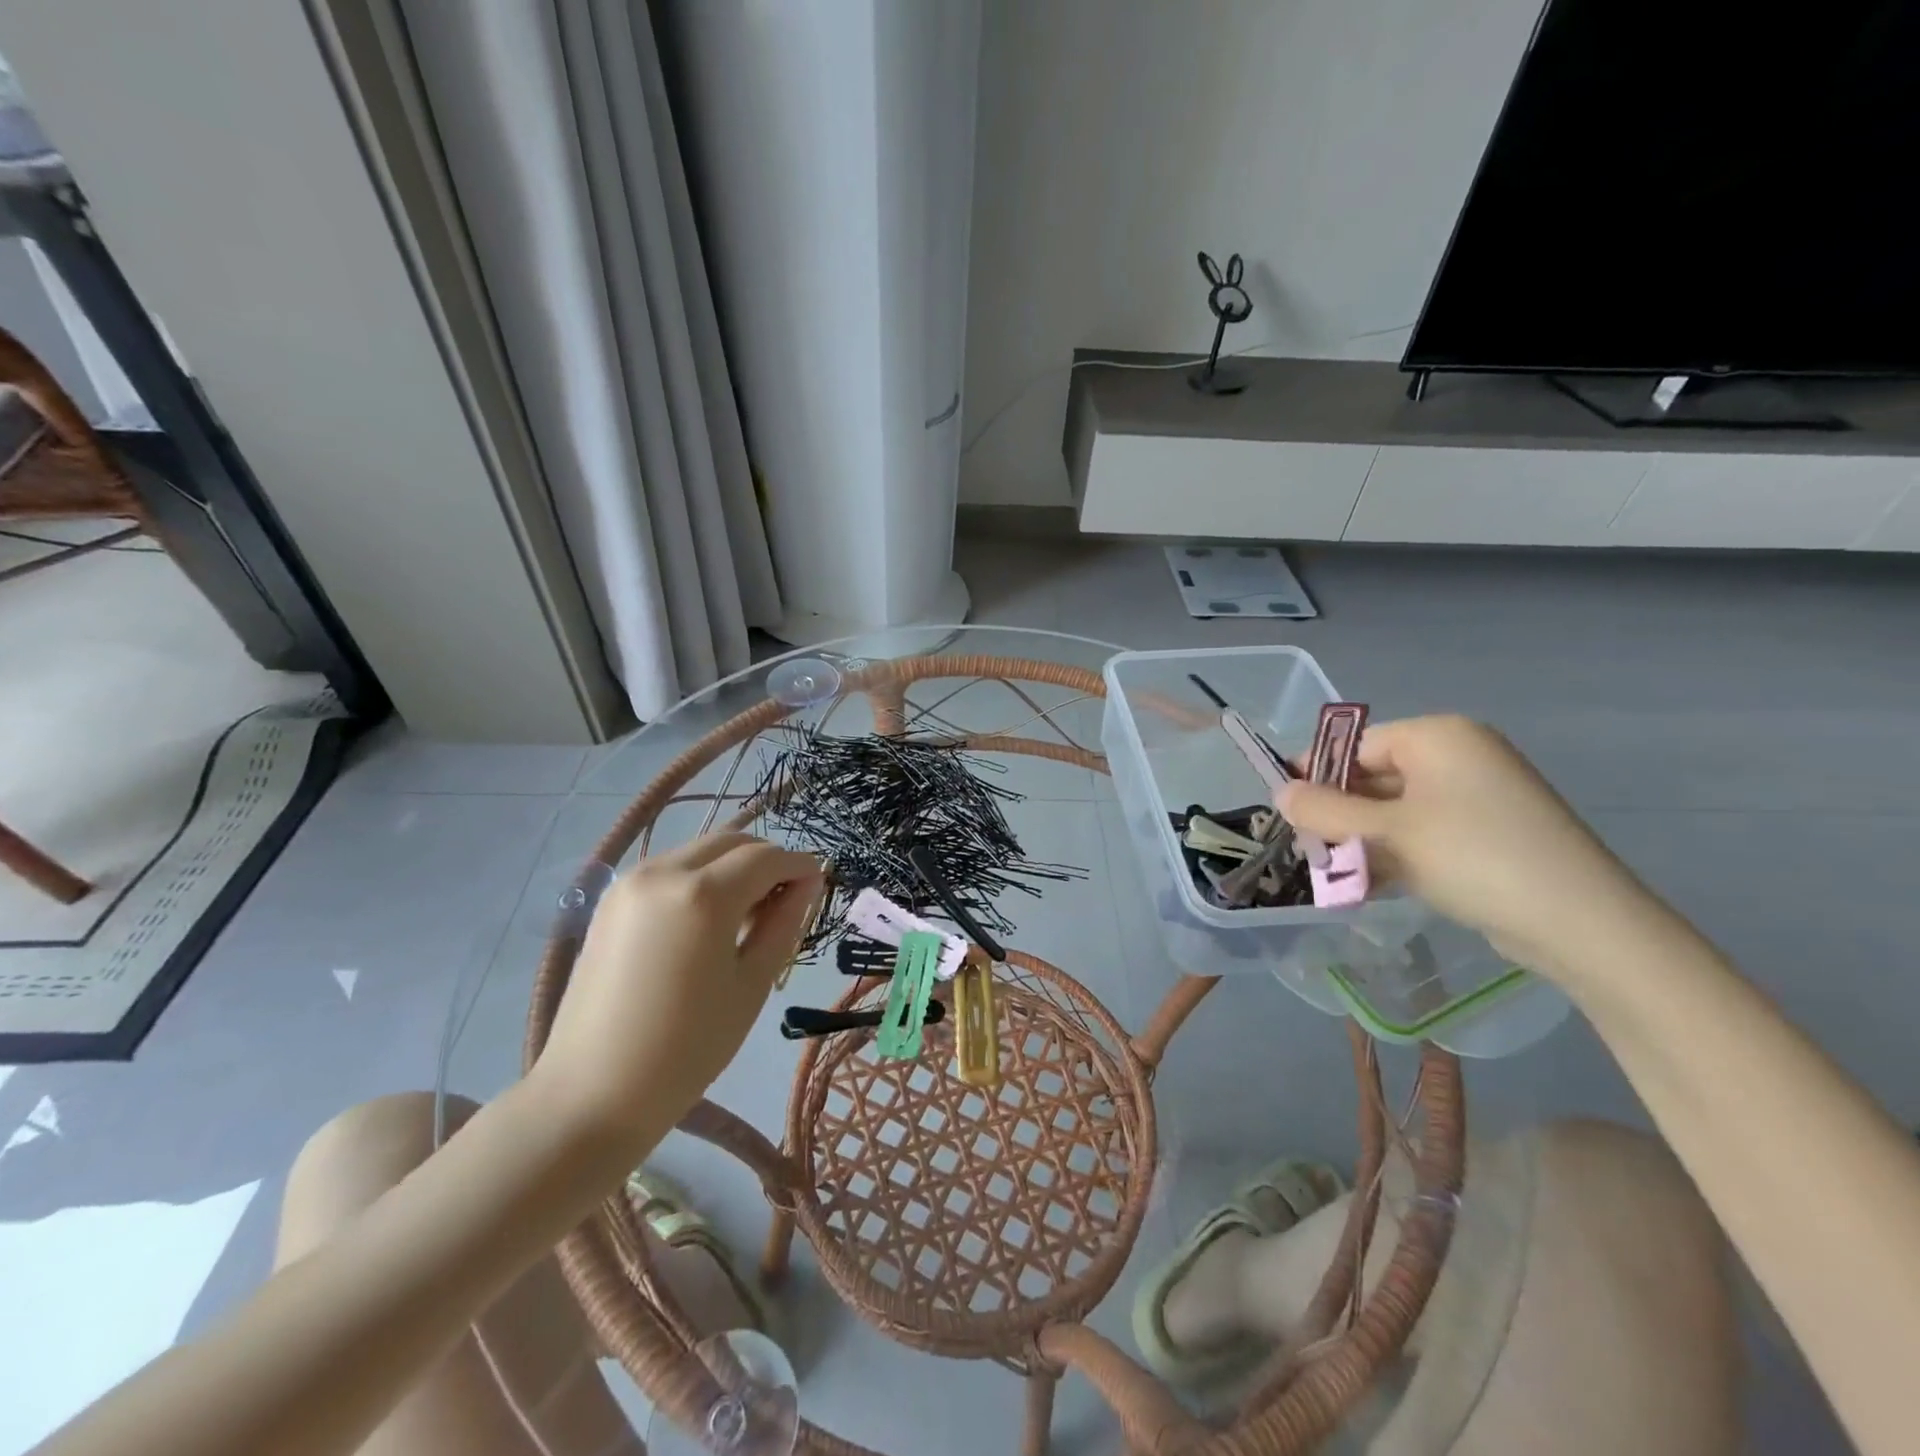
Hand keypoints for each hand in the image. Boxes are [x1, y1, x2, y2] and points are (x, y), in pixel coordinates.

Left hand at [530, 833, 821, 1152]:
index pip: (766, 857)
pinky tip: (707, 922)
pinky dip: (700, 879)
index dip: (799, 865)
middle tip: (786, 899)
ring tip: (746, 916)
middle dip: (766, 860)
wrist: (592, 1094)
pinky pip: (671, 870)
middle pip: (732, 841)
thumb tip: (808, 883)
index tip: (819, 882)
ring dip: (732, 868)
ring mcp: (631, 882)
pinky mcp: (611, 900)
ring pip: (700, 852)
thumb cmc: (687, 1048)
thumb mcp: (752, 984)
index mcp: (703, 895)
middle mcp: (664, 872)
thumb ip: (784, 923)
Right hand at [1277, 715, 1658, 978]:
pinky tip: (1369, 884)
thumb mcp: (1388, 832)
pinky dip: (1394, 853)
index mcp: (1439, 737)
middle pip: (1375, 777)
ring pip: (1395, 810)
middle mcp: (1460, 756)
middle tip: (1308, 849)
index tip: (1287, 812)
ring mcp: (1478, 796)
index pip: (1357, 746)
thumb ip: (1325, 810)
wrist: (1581, 923)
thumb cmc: (1474, 857)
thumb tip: (1279, 792)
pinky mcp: (1489, 833)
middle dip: (1339, 815)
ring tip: (1334, 874)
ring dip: (1362, 840)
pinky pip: (1424, 833)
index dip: (1317, 776)